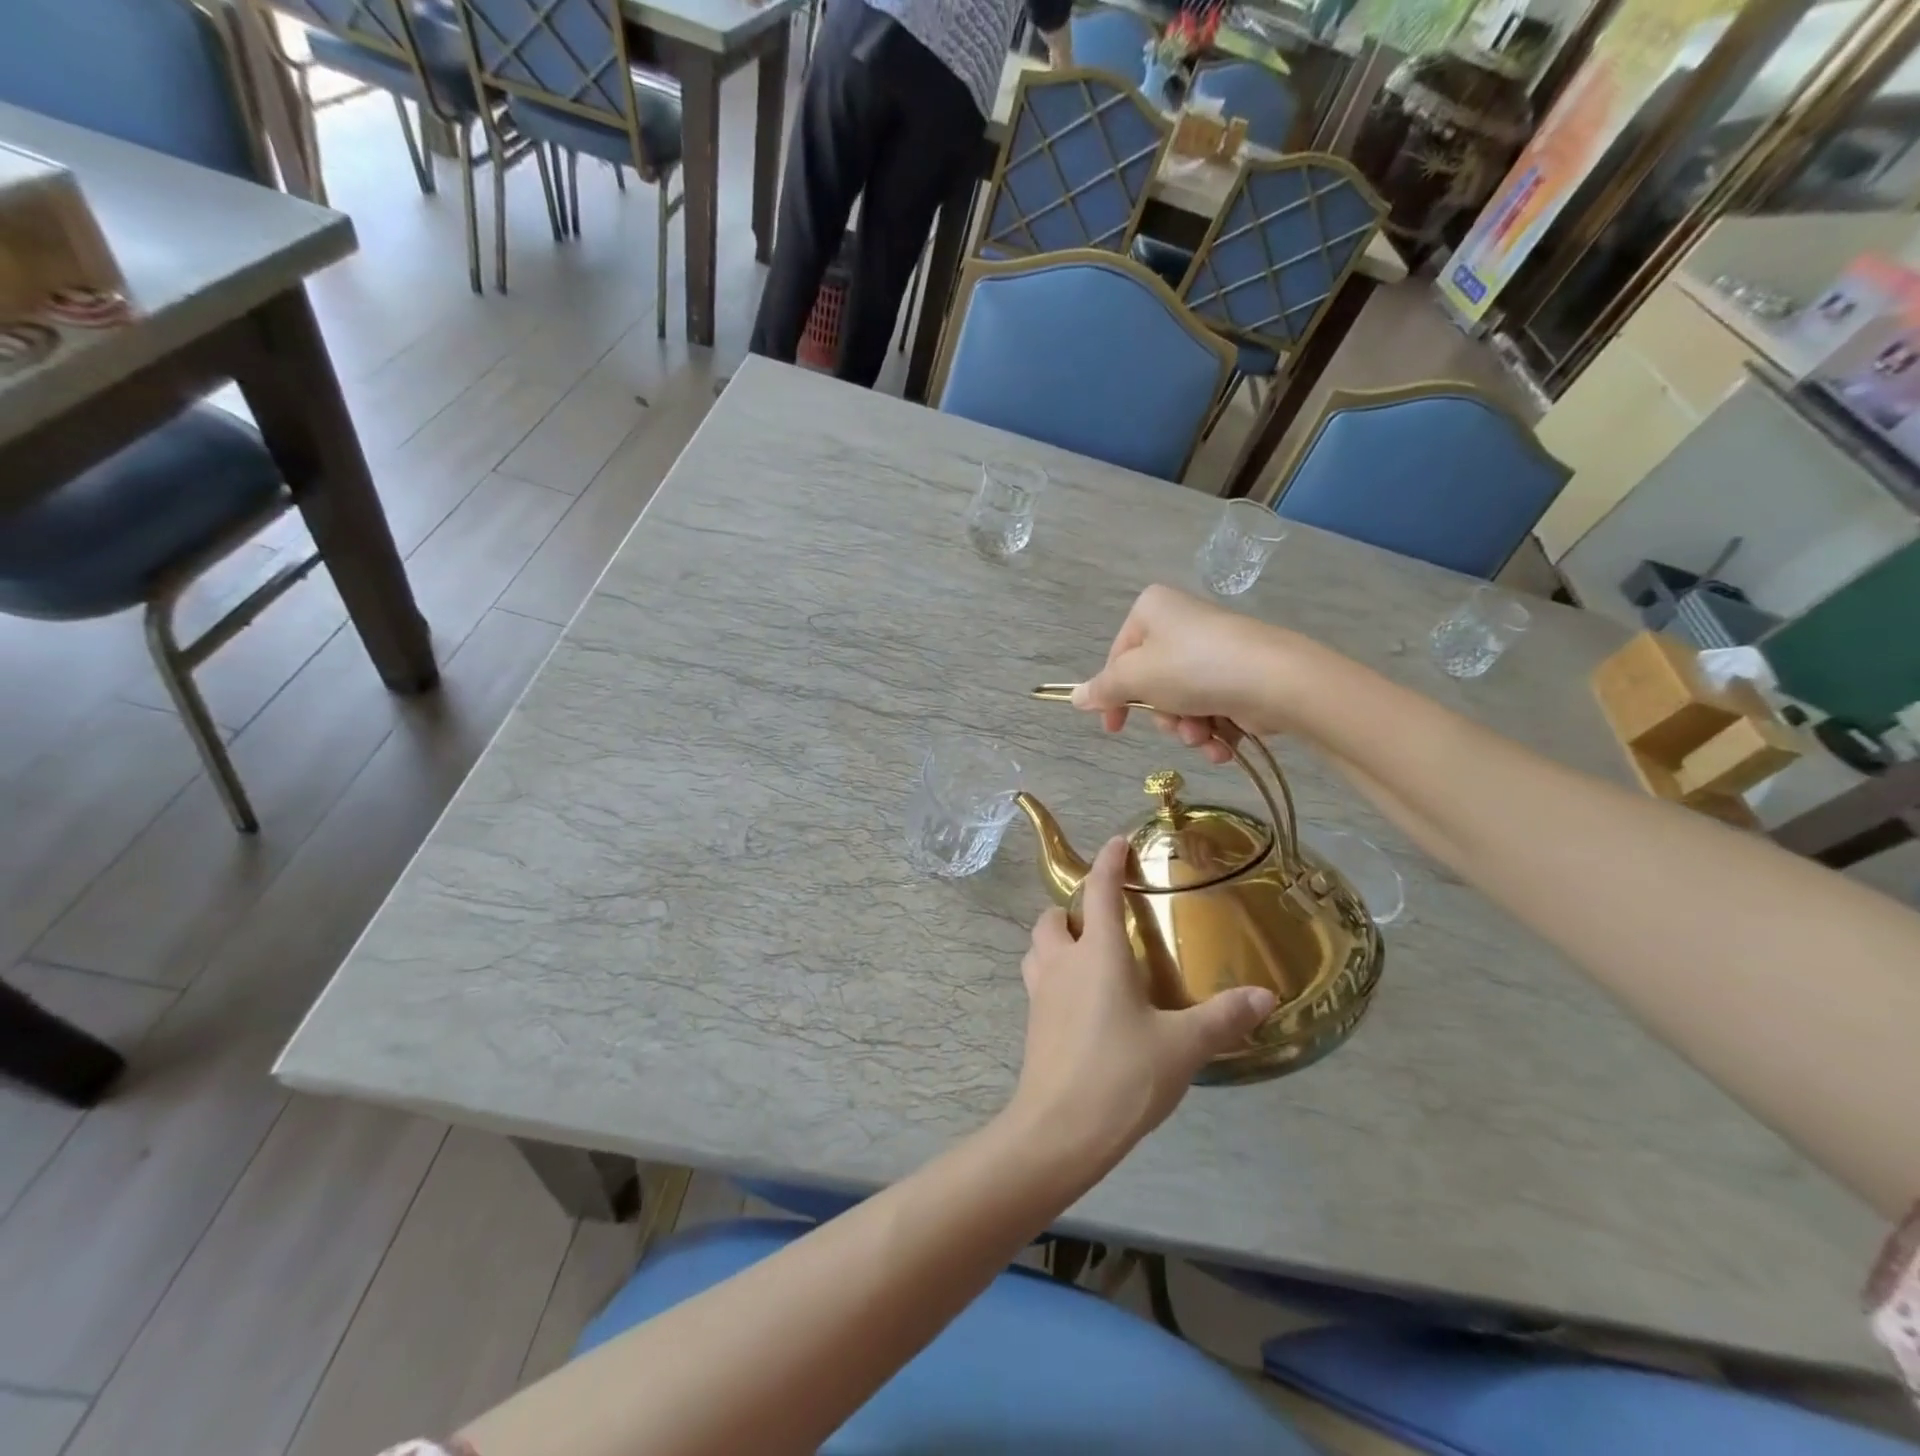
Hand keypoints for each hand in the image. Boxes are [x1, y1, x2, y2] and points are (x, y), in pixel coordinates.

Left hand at [1010, 838, 1275, 1170]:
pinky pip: (1038, 979)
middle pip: (1053, 917)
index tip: (1118, 842)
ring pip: (1037, 947)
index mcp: (1097, 954)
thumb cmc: (1122, 1075)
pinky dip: (1054, 973)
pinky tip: (1082, 1000)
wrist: (1060, 1130)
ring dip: (1056, 939)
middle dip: (1073, 909)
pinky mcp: (1032, 1022)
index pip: (1099, 891)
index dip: (1108, 862)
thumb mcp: (1182, 1047)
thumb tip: (1265, 995)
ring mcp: (1040, 993)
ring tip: (1088, 955)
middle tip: (1105, 922)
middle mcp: (1062, 962)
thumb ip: (1223, 1017)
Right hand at [1070, 584, 1290, 764]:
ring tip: (1204, 737)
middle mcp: (1182, 623)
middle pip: (1152, 683)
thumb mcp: (1136, 677)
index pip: (1118, 657)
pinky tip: (1222, 746)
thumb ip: (1103, 689)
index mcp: (1152, 610)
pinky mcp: (1241, 675)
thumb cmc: (1194, 668)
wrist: (1276, 680)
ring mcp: (1214, 650)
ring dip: (1188, 729)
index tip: (1113, 728)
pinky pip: (1212, 707)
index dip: (1113, 696)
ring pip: (1182, 701)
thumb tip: (1075, 697)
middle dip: (1163, 716)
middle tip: (1175, 725)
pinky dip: (1213, 731)